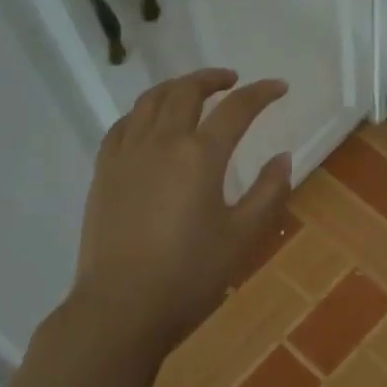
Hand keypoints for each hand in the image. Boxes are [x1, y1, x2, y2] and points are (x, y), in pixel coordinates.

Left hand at [71, 68, 291, 352]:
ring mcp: (126, 154)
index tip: (279, 87)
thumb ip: (268, 192)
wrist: (121, 307)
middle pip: (185, 92)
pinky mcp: (104, 171)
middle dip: (212, 79)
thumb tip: (283, 157)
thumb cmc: (189, 275)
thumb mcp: (242, 236)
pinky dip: (143, 112)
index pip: (236, 109)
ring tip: (193, 93)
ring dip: (176, 88)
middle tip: (233, 82)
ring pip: (149, 101)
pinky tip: (150, 123)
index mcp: (199, 155)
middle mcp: (161, 142)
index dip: (261, 93)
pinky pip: (123, 125)